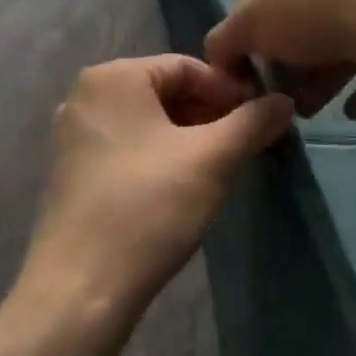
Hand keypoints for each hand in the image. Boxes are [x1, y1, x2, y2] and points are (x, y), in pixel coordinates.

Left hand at [21, 56, 293, 319]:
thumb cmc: (150, 207)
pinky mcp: (71, 173)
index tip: (260, 121)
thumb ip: (253, 122)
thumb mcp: (213, 159)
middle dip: (210, 116)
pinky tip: (182, 189)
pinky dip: (160, 158)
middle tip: (245, 146)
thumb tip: (284, 101)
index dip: (230, 91)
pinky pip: (127, 148)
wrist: (81, 289)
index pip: (188, 66)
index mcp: (114, 77)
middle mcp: (86, 96)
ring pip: (148, 123)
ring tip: (220, 169)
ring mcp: (73, 136)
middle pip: (165, 92)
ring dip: (189, 139)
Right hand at [205, 0, 355, 119]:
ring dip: (324, 78)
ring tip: (313, 112)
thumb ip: (224, 40)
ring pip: (344, 38)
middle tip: (285, 100)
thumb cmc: (311, 11)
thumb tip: (217, 61)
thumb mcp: (249, 24)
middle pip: (308, 21)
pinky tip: (353, 111)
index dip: (258, 37)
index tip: (257, 75)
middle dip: (293, 65)